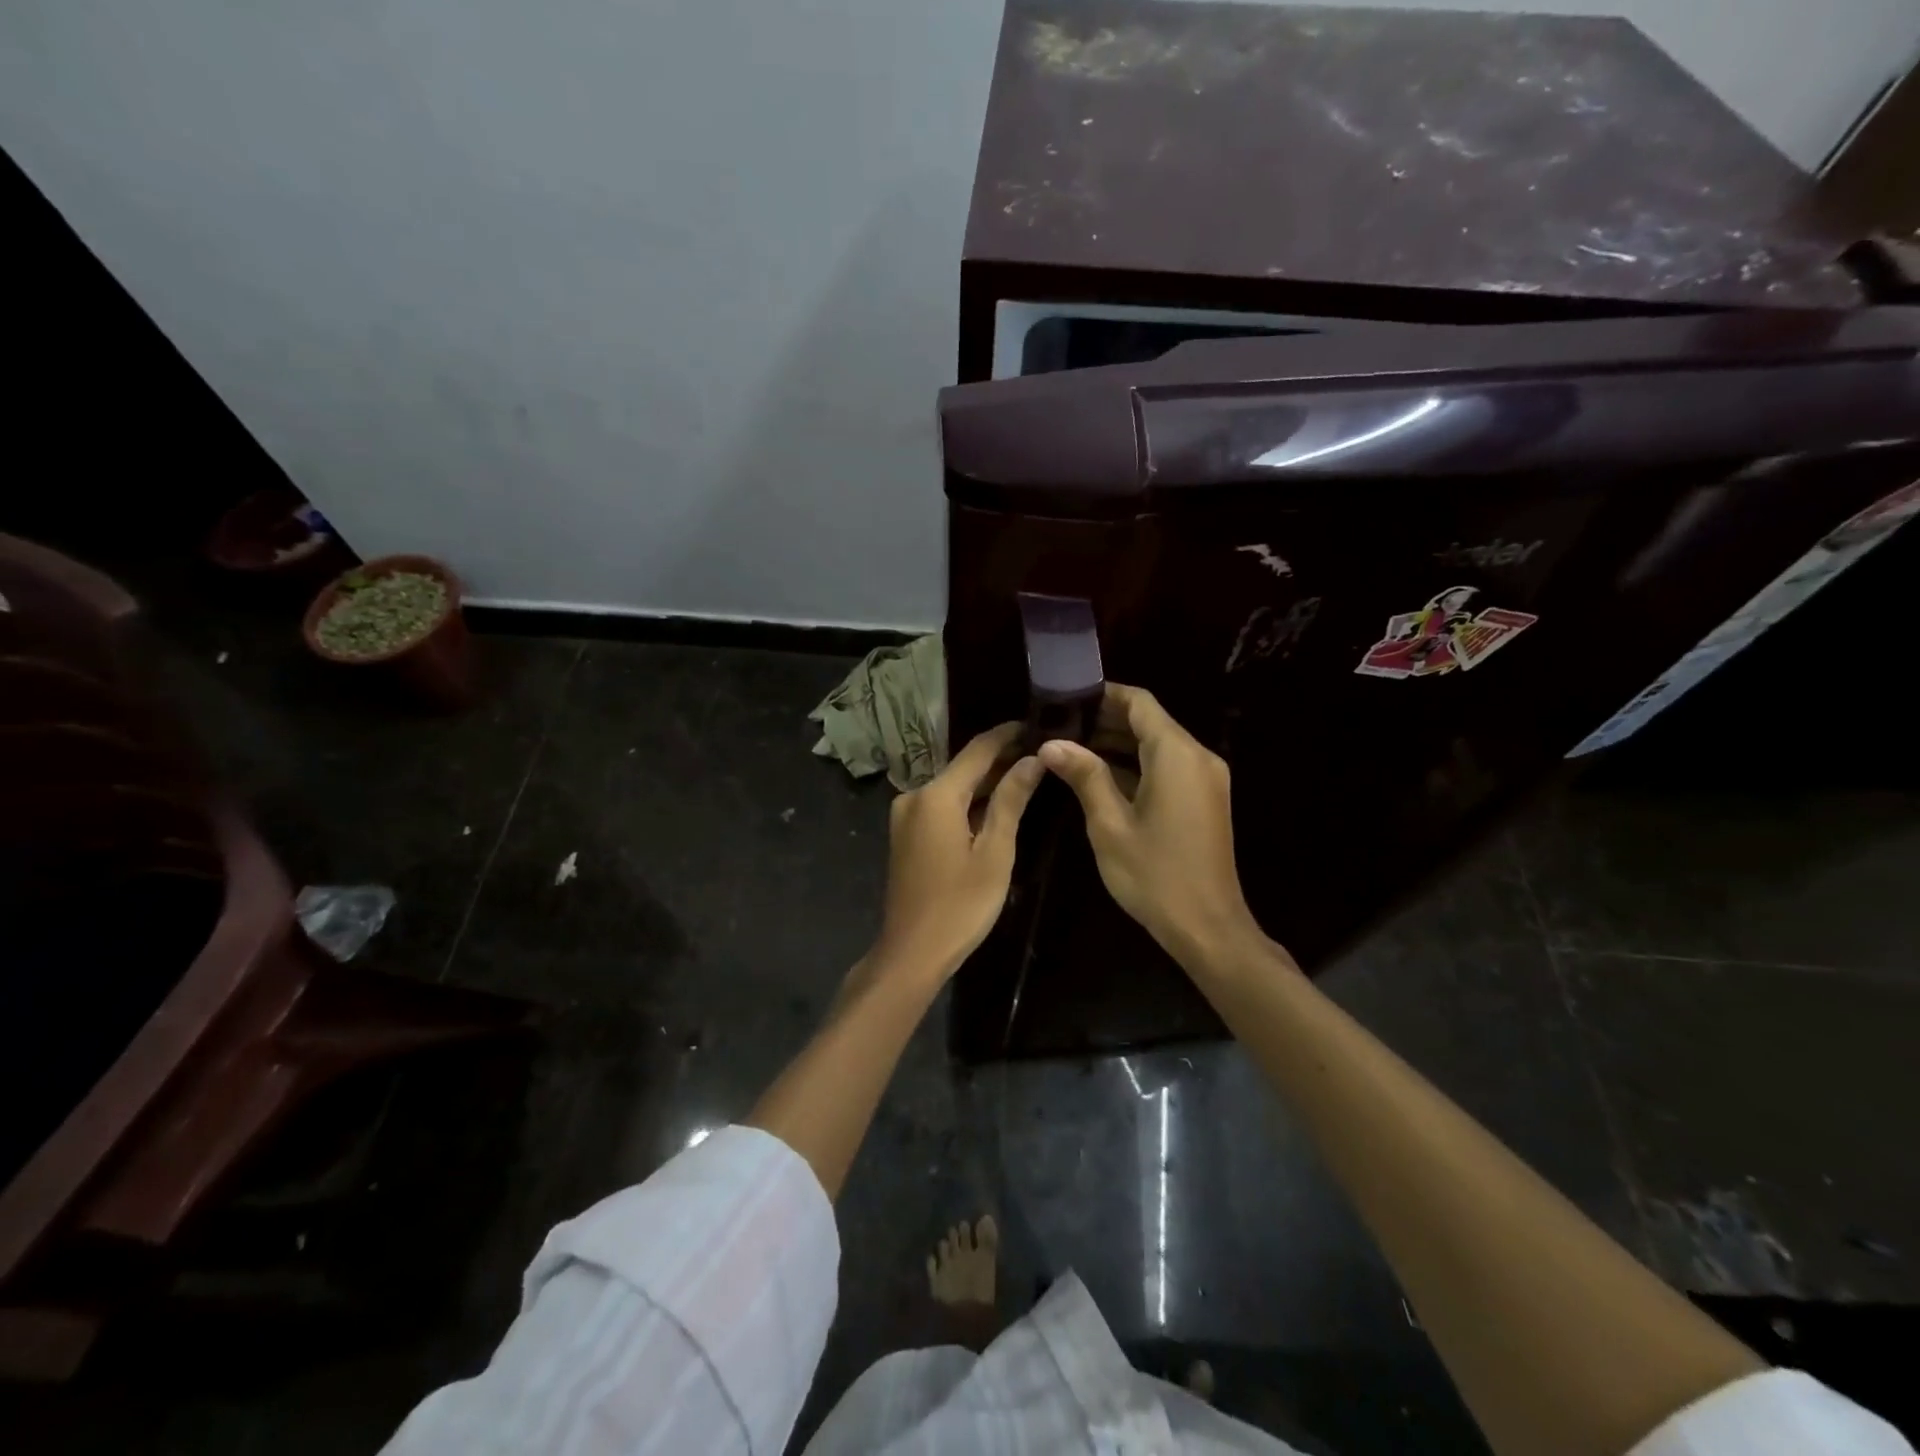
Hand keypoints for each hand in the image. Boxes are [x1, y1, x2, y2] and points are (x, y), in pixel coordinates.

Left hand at [866, 723, 1042, 984]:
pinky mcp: (905, 834)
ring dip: (985, 782)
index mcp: (935, 795)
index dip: (1007, 735)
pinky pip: (941, 807)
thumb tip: (1033, 759)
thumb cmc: (960, 905)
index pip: (977, 750)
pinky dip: (967, 803)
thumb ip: (1011, 800)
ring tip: (1026, 773)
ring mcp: (905, 816)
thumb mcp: (995, 852)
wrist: (911, 952)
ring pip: (952, 788)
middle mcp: (914, 796)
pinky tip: (995, 806)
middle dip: (1000, 759)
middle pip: (963, 768)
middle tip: (1040, 751)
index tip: (1036, 723)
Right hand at [1038, 684, 1263, 965]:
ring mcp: (1205, 779)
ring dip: (1118, 743)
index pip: (1139, 702)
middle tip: (1059, 724)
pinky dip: (1136, 764)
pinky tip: (1099, 775)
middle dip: (1105, 719)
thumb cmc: (1155, 875)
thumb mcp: (1110, 824)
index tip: (1066, 697)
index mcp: (1176, 754)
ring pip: (1157, 744)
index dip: (1103, 694)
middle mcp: (1197, 757)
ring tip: (1070, 747)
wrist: (1208, 928)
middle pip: (1149, 721)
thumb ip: (1084, 776)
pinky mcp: (1204, 799)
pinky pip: (1167, 767)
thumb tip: (1051, 743)